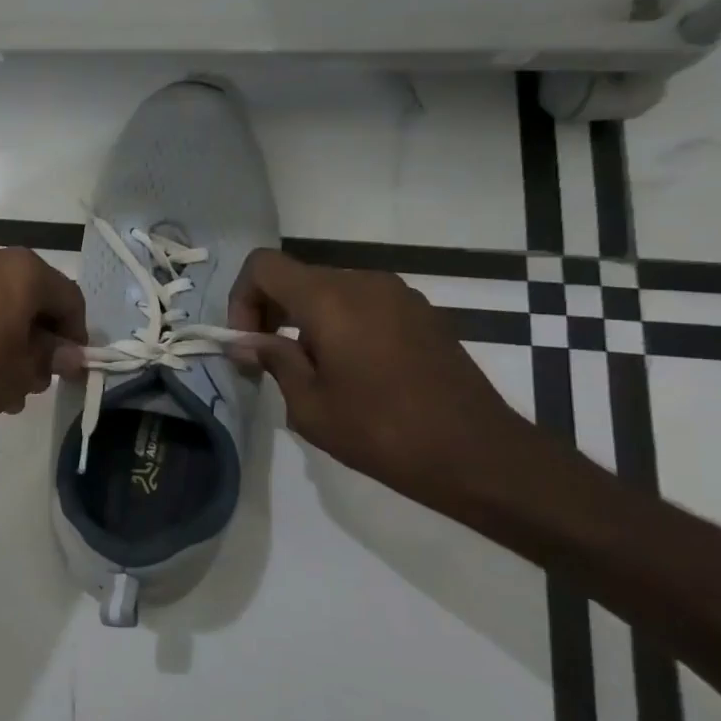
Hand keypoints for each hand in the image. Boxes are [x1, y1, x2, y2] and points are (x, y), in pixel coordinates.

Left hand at [0, 243, 87, 444]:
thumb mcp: (21, 373)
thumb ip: (51, 357)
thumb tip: (70, 353)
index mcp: (20, 269)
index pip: (66, 296)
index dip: (75, 332)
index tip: (71, 364)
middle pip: (28, 293)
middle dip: (36, 334)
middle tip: (33, 376)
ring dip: (4, 332)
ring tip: (0, 378)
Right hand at [227, 248, 541, 510]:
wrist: (478, 455)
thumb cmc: (381, 431)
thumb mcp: (309, 405)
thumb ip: (274, 361)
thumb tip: (246, 343)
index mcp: (329, 299)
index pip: (263, 266)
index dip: (242, 298)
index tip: (247, 343)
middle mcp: (364, 282)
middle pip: (296, 277)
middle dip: (270, 312)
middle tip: (267, 361)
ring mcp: (399, 295)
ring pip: (330, 290)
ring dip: (304, 320)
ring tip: (310, 370)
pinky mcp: (422, 314)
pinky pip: (363, 304)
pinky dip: (340, 324)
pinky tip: (351, 371)